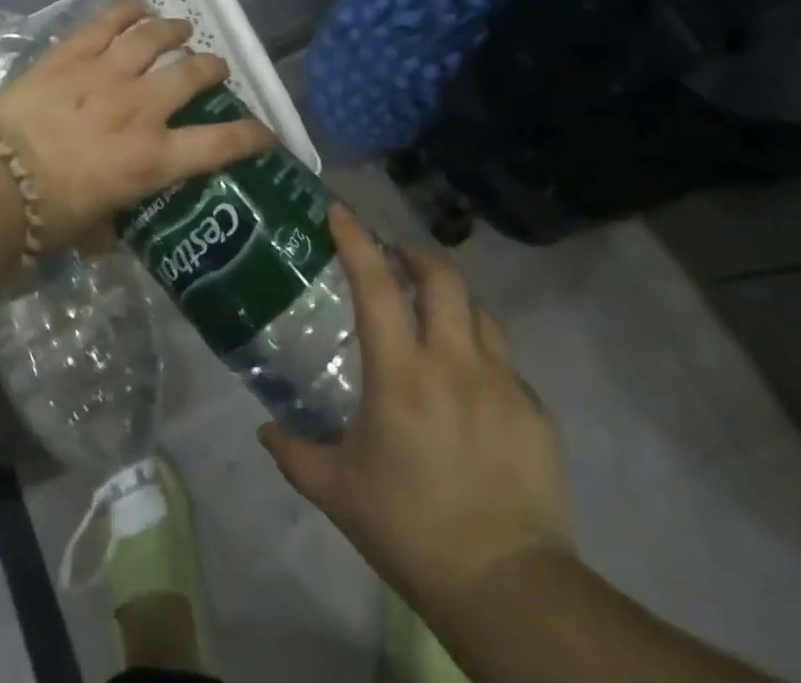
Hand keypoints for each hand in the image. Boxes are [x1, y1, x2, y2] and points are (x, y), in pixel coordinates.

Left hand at [0, 0, 274, 249]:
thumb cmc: (46, 217)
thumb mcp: (94, 231)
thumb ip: (116, 219)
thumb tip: (118, 220)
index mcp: (152, 159)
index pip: (220, 144)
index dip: (251, 136)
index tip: (266, 132)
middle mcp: (140, 108)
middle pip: (191, 74)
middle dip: (211, 67)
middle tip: (214, 67)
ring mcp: (106, 74)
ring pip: (154, 38)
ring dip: (174, 30)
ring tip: (180, 28)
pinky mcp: (71, 55)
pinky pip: (106, 22)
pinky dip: (126, 10)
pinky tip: (137, 6)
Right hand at [260, 206, 572, 622]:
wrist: (508, 589)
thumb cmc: (410, 530)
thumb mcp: (337, 491)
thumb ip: (294, 452)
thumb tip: (264, 430)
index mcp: (401, 374)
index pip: (375, 286)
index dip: (356, 241)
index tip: (341, 212)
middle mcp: (453, 364)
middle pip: (442, 280)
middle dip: (416, 255)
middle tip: (396, 257)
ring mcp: (503, 385)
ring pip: (479, 313)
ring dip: (452, 300)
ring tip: (435, 312)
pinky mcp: (536, 414)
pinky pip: (507, 364)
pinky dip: (483, 356)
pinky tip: (472, 385)